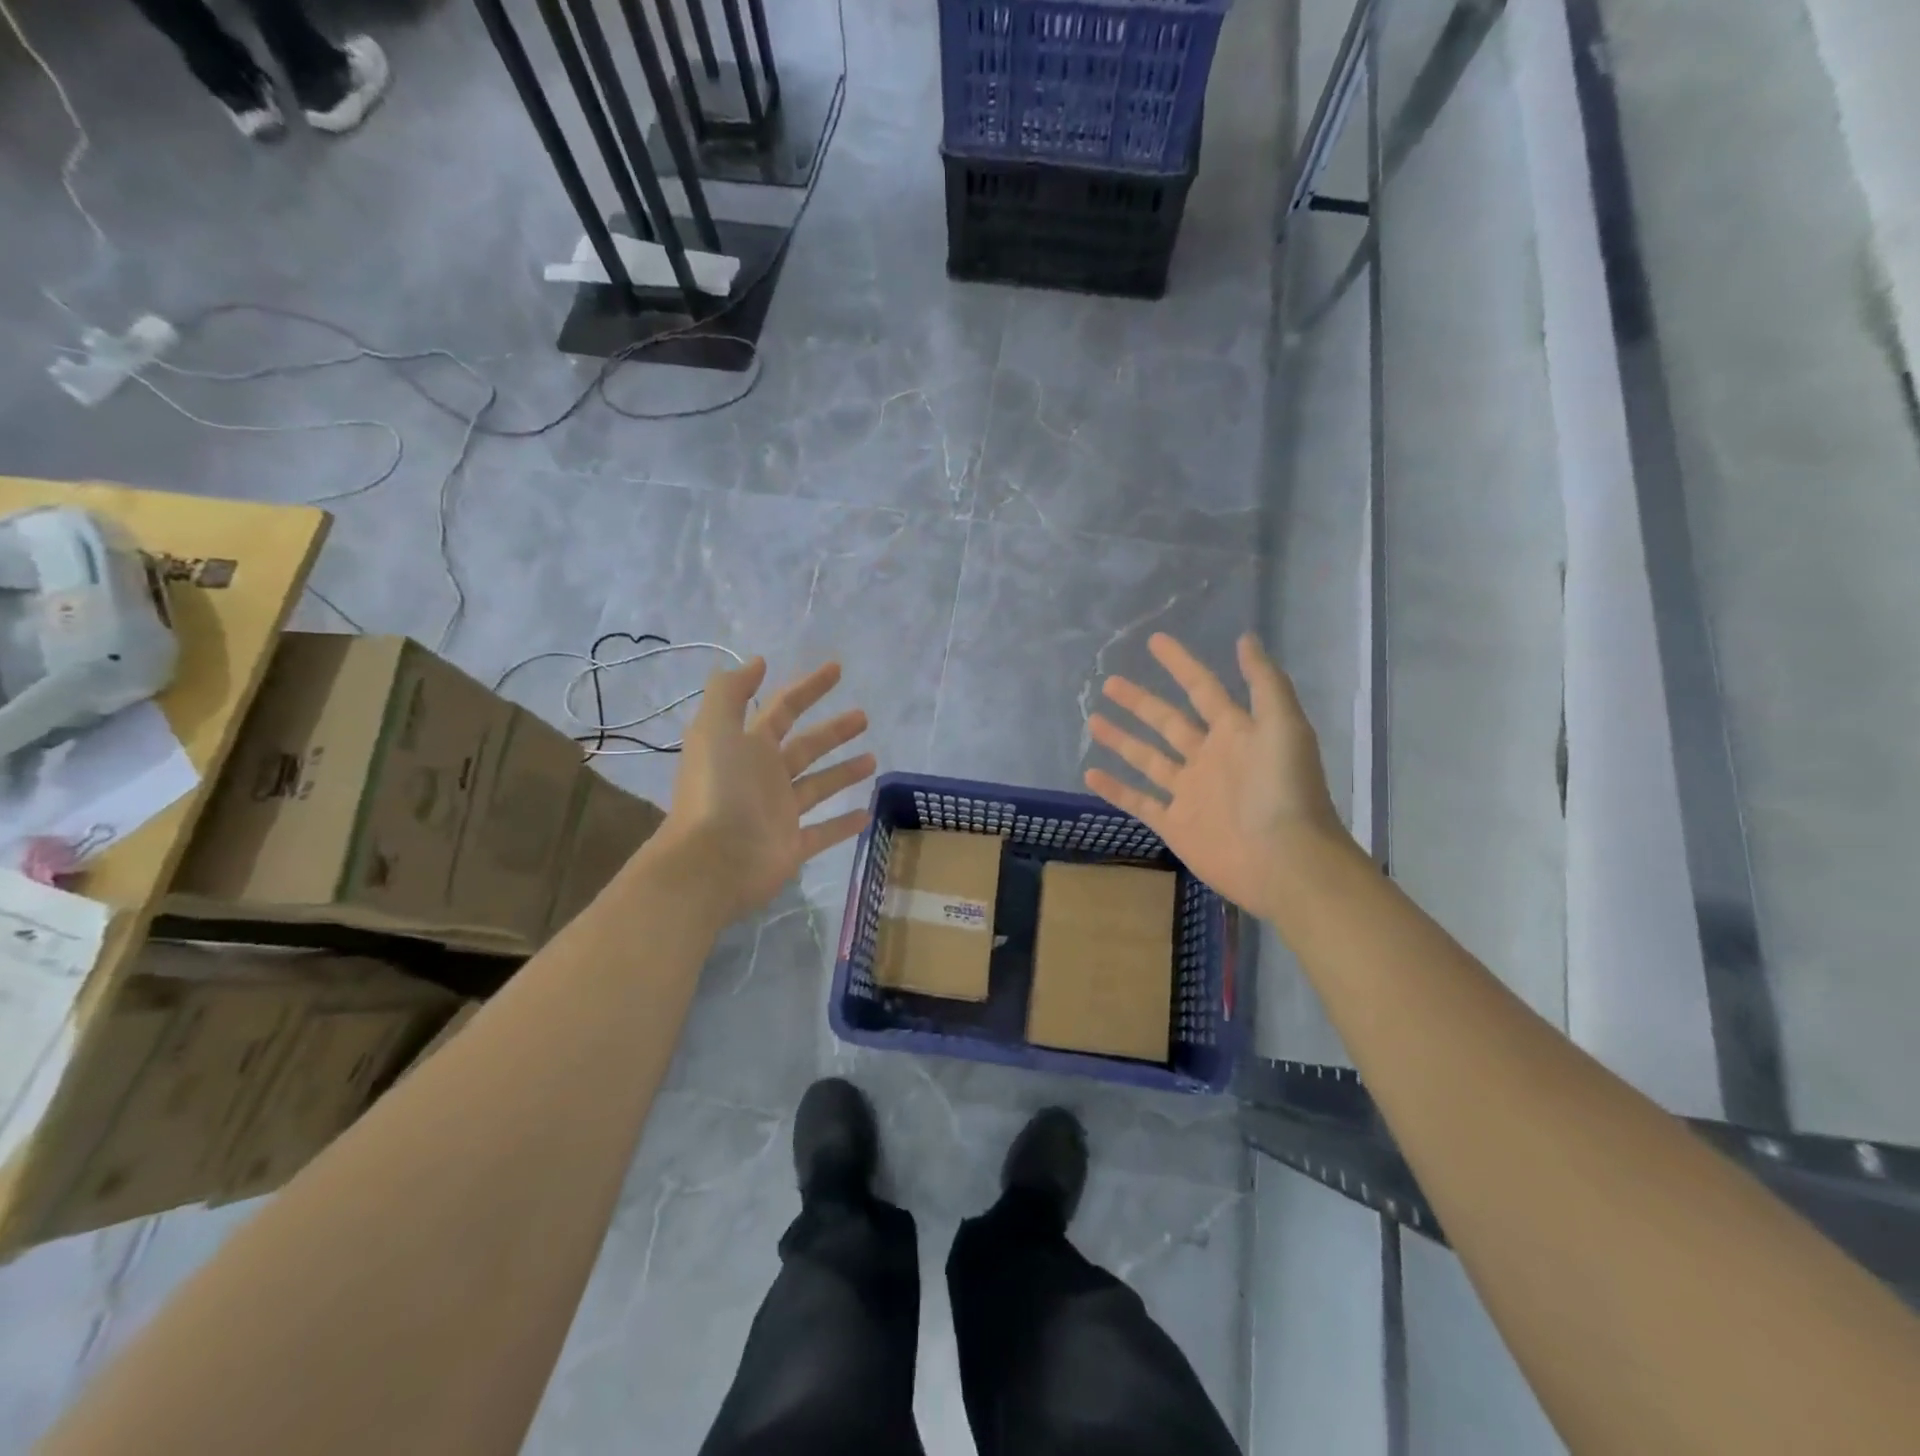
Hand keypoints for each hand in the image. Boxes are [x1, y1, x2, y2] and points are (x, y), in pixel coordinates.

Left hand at [653, 657, 874, 923]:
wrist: (710, 861)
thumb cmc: (718, 790)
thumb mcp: (715, 728)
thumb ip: (731, 692)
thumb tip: (757, 662)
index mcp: (746, 746)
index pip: (782, 708)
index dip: (808, 687)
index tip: (837, 669)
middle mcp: (763, 776)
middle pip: (805, 746)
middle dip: (833, 731)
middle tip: (863, 717)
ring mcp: (778, 813)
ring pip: (818, 786)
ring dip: (843, 772)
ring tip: (873, 759)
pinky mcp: (791, 846)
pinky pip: (823, 832)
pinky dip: (843, 825)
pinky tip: (867, 815)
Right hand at [1085, 632, 1351, 919]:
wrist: (1285, 860)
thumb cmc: (1285, 789)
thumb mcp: (1283, 725)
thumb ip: (1264, 682)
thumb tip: (1245, 638)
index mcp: (1235, 732)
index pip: (1202, 688)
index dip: (1180, 664)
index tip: (1154, 642)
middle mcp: (1209, 757)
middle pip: (1168, 722)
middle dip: (1140, 701)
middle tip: (1110, 682)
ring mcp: (1190, 792)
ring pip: (1149, 759)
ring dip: (1123, 740)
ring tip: (1094, 720)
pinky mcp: (1176, 824)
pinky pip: (1140, 802)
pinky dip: (1116, 789)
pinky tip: (1090, 774)